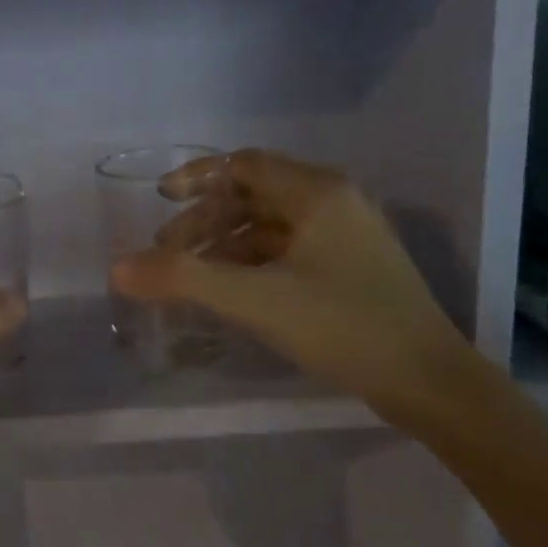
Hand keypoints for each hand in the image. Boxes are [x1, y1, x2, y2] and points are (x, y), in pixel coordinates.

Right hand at [111, 149, 474, 421]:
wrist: (429, 382)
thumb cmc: (342, 326)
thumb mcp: (255, 300)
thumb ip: (183, 280)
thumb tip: (119, 268)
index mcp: (318, 192)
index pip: (244, 165)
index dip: (197, 178)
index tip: (160, 200)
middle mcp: (334, 202)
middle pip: (253, 195)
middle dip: (205, 220)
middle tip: (168, 253)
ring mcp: (347, 235)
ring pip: (270, 225)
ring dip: (226, 244)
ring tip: (192, 276)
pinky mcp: (351, 267)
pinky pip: (288, 250)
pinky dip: (252, 263)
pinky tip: (231, 290)